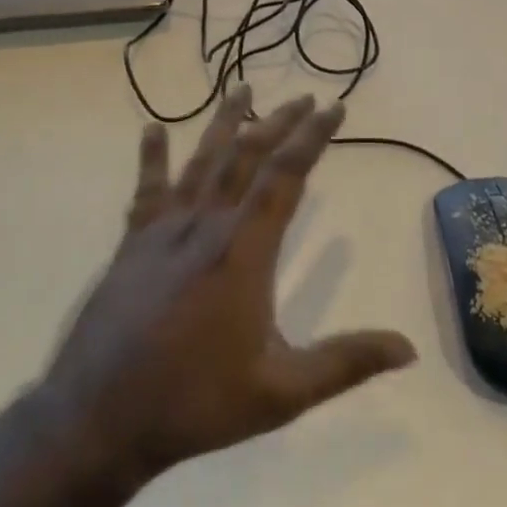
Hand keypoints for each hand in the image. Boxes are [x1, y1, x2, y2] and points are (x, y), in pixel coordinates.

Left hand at [44, 86, 416, 483]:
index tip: (334, 107)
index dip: (312, 137)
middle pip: (246, 157)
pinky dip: (152, 157)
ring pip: (200, 162)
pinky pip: (146, 190)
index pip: (285, 176)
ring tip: (242, 88)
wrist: (98, 418)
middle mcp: (205, 227)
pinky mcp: (132, 245)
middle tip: (305, 98)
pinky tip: (153, 129)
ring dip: (224, 123)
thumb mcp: (281, 392)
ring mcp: (163, 232)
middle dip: (279, 123)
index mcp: (243, 251)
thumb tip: (408, 349)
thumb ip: (345, 363)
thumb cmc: (195, 403)